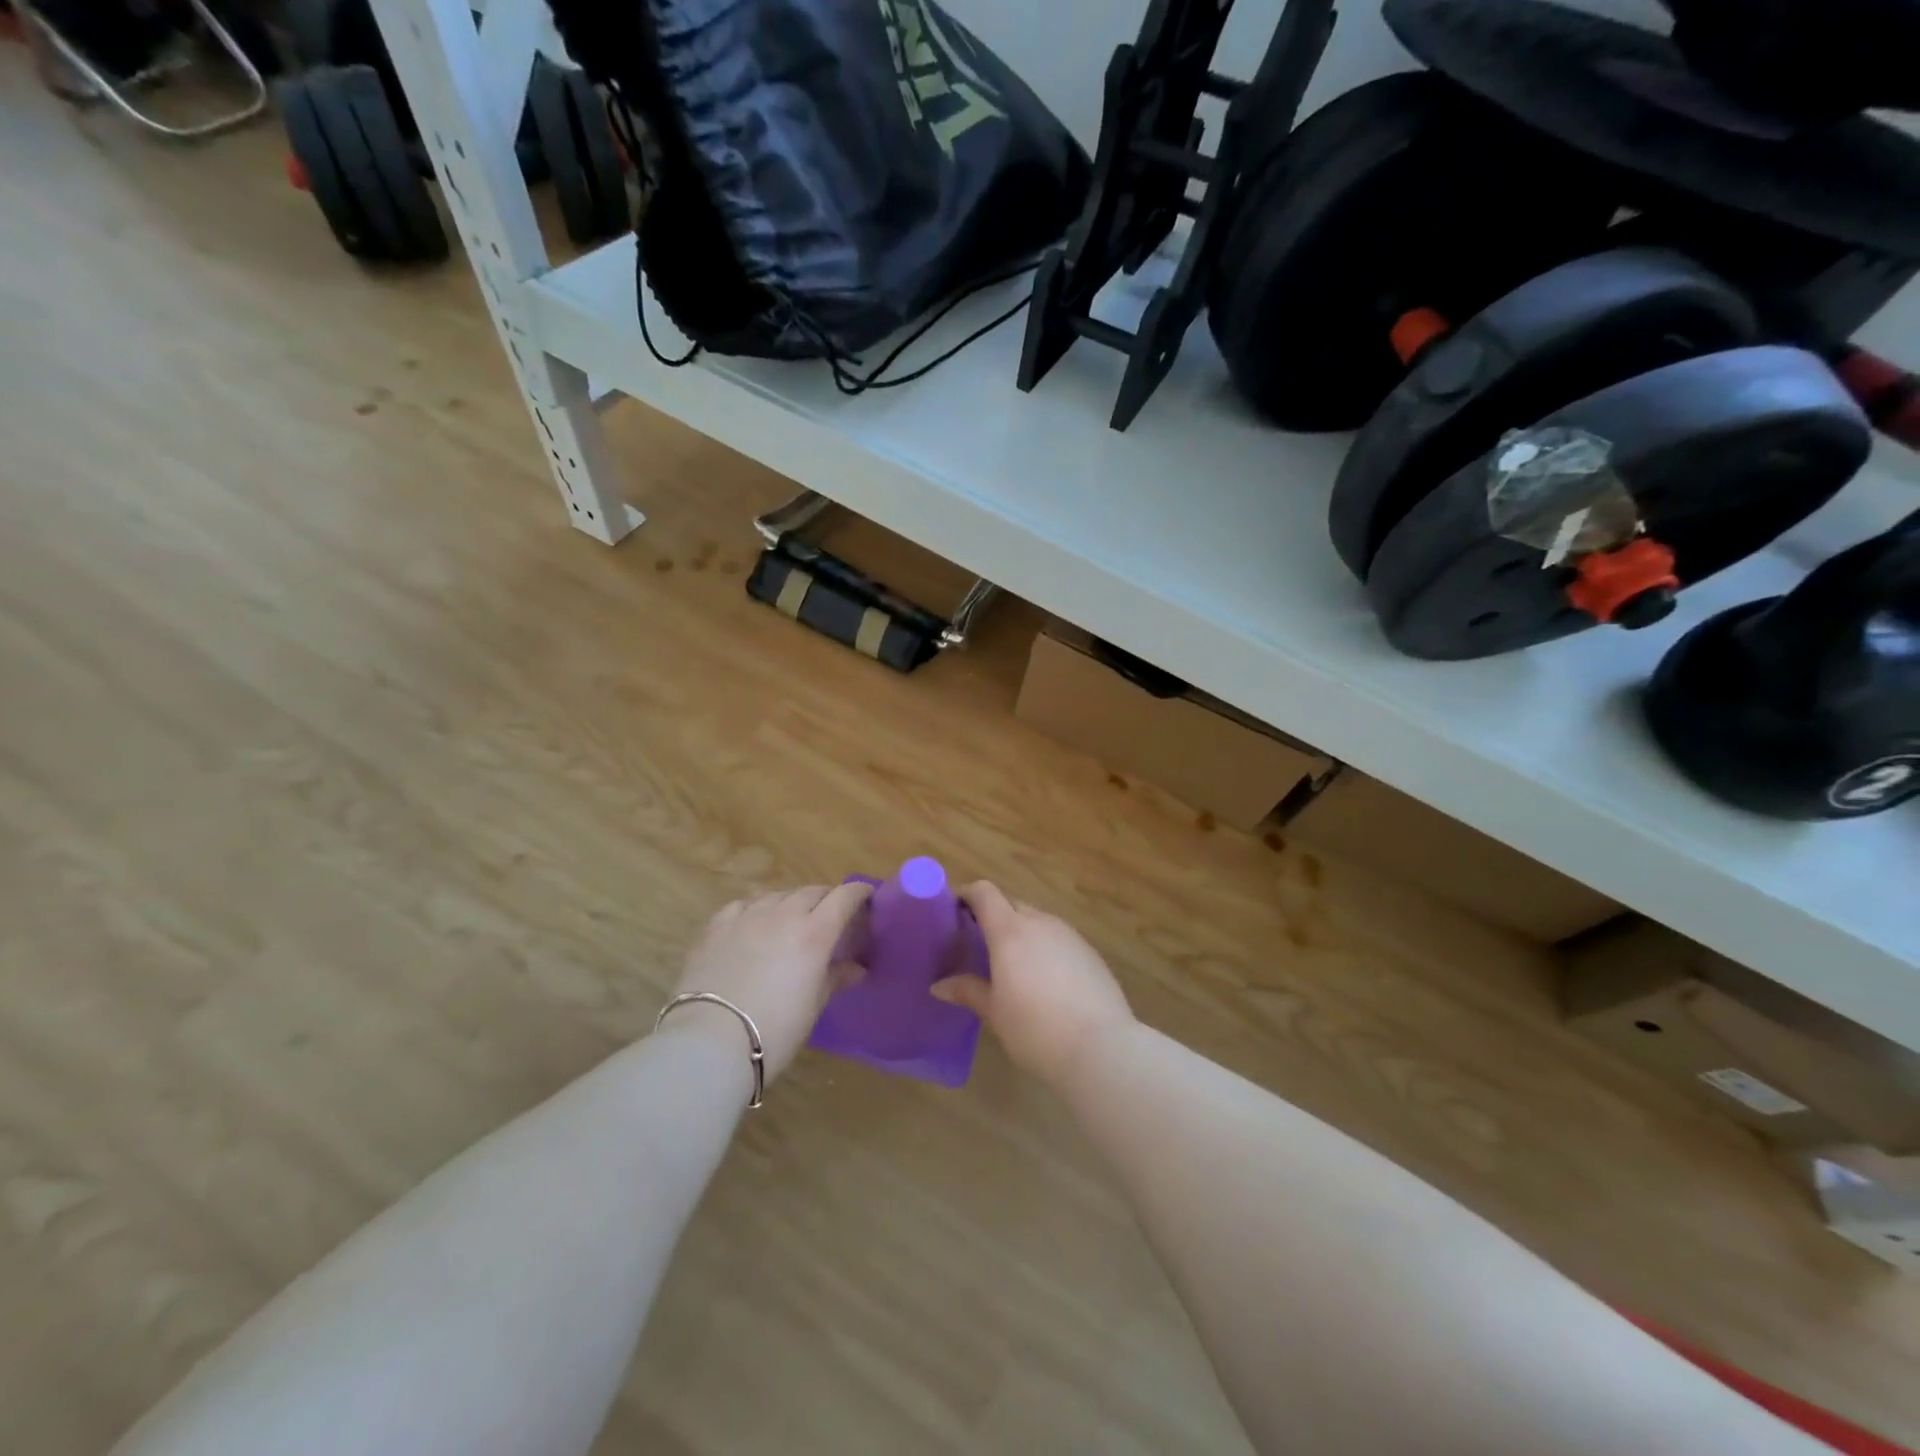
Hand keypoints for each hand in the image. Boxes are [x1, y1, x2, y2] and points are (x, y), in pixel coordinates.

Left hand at [667, 884, 871, 1080]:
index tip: (866, 896)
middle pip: (811, 892)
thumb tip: (856, 969)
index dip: (858, 893)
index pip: (844, 897)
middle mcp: (783, 915)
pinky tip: (753, 921)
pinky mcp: (716, 927)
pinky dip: (756, 908)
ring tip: (792, 917)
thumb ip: (835, 979)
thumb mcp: (813, 1007)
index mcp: (814, 933)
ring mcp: (747, 917)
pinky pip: (743, 904)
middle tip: (831, 914)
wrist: (710, 1043)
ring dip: (791, 901)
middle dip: (826, 898)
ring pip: (777, 894)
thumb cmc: (774, 1031)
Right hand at [932, 881, 1134, 1086]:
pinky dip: (1045, 949)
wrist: (1101, 1048)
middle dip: (993, 917)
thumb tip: (939, 985)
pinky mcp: (1091, 953)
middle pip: (1011, 905)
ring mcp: (1070, 936)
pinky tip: (1045, 981)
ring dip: (1021, 933)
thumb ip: (968, 990)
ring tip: (1012, 965)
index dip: (967, 895)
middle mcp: (1040, 923)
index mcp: (1010, 931)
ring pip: (1038, 922)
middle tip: (978, 944)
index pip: (985, 893)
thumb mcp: (995, 1013)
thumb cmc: (1035, 1029)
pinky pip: (1059, 940)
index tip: (953, 911)